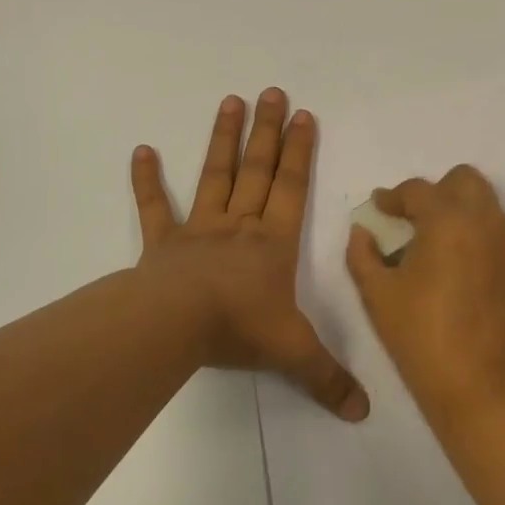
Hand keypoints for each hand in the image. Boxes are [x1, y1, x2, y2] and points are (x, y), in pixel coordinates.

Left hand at [131, 89, 367, 420]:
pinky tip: (141, 150)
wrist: (177, 326)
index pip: (293, 188)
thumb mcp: (294, 354)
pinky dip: (147, 180)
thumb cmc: (239, 328)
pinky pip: (154, 207)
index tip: (305, 115)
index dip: (301, 152)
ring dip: (222, 140)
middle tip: (272, 92)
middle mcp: (240, 226)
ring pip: (215, 176)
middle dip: (268, 132)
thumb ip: (328, 378)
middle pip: (258, 170)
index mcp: (273, 243)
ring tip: (230, 101)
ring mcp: (199, 230)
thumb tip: (364, 412)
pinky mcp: (162, 244)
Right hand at [345, 166, 504, 421]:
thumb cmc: (423, 339)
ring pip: (486, 204)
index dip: (393, 197)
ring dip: (460, 212)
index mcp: (448, 220)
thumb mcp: (378, 296)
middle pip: (464, 180)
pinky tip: (462, 270)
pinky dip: (479, 235)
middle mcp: (487, 220)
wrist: (486, 388)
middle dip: (436, 192)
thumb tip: (363, 232)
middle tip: (414, 222)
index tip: (380, 209)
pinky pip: (501, 232)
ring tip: (437, 247)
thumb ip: (363, 255)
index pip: (418, 190)